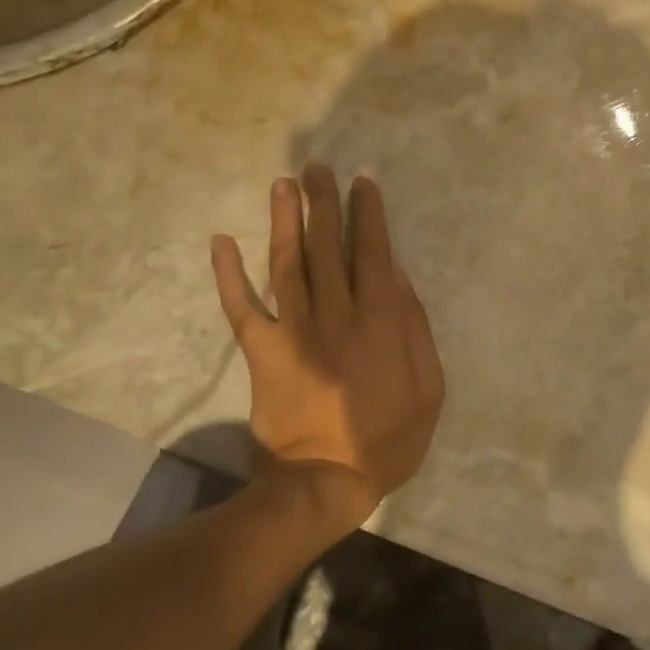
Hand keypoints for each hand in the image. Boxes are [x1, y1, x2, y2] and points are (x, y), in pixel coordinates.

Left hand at [210, 164, 444, 534]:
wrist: (325, 482)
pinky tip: (221, 241)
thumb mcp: (429, 386)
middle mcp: (335, 316)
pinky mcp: (262, 353)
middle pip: (326, 249)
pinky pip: (241, 308)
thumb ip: (415, 328)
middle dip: (323, 205)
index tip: (362, 184)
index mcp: (379, 323)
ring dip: (284, 222)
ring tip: (282, 184)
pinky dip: (228, 274)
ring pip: (287, 265)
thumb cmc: (388, 437)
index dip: (367, 216)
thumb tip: (395, 277)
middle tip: (316, 168)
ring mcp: (294, 332)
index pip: (372, 254)